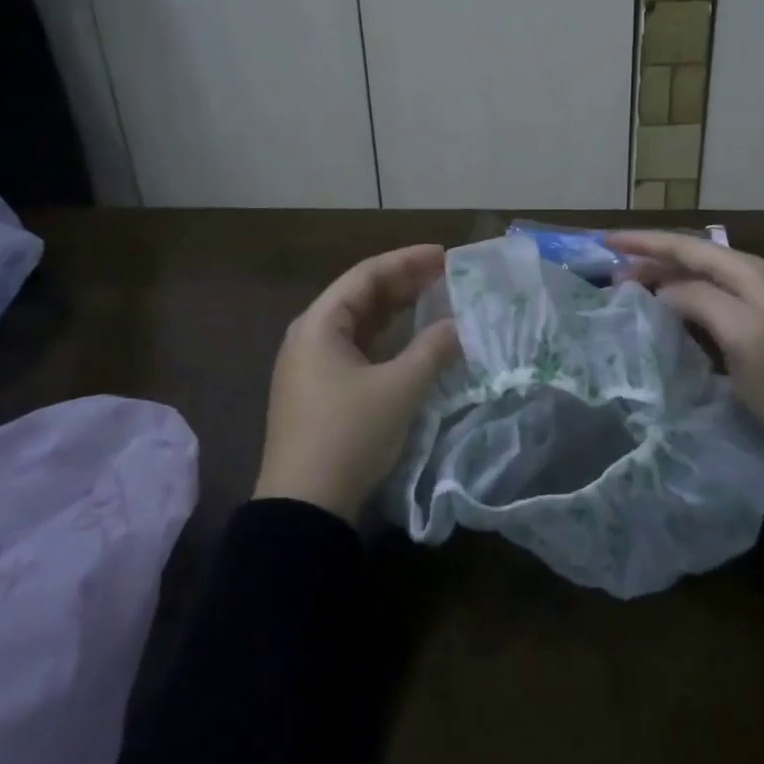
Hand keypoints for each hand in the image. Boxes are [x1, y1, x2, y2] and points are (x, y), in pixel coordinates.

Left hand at [255, 244, 460, 522]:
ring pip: (360, 325)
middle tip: (445, 275)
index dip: (407, 261)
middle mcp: (310, 337)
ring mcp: (311, 367)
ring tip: (435, 300)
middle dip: (404, 283)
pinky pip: (356, 350)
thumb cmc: (349, 434)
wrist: (305, 508)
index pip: (366, 275)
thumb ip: (433, 349)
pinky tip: (412, 343)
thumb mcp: (400, 388)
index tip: (443, 254)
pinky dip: (386, 341)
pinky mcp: (319, 393)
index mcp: (319, 324)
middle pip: (360, 296)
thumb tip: (459, 326)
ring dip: (396, 312)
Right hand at [607, 231, 763, 448]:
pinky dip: (679, 304)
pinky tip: (663, 315)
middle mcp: (751, 280)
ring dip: (662, 281)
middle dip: (650, 261)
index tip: (607, 241)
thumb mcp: (741, 332)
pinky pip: (706, 305)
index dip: (645, 242)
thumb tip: (663, 290)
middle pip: (690, 260)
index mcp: (748, 272)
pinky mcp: (754, 333)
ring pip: (697, 282)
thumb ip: (698, 299)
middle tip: (611, 274)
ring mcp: (755, 307)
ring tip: (629, 289)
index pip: (686, 246)